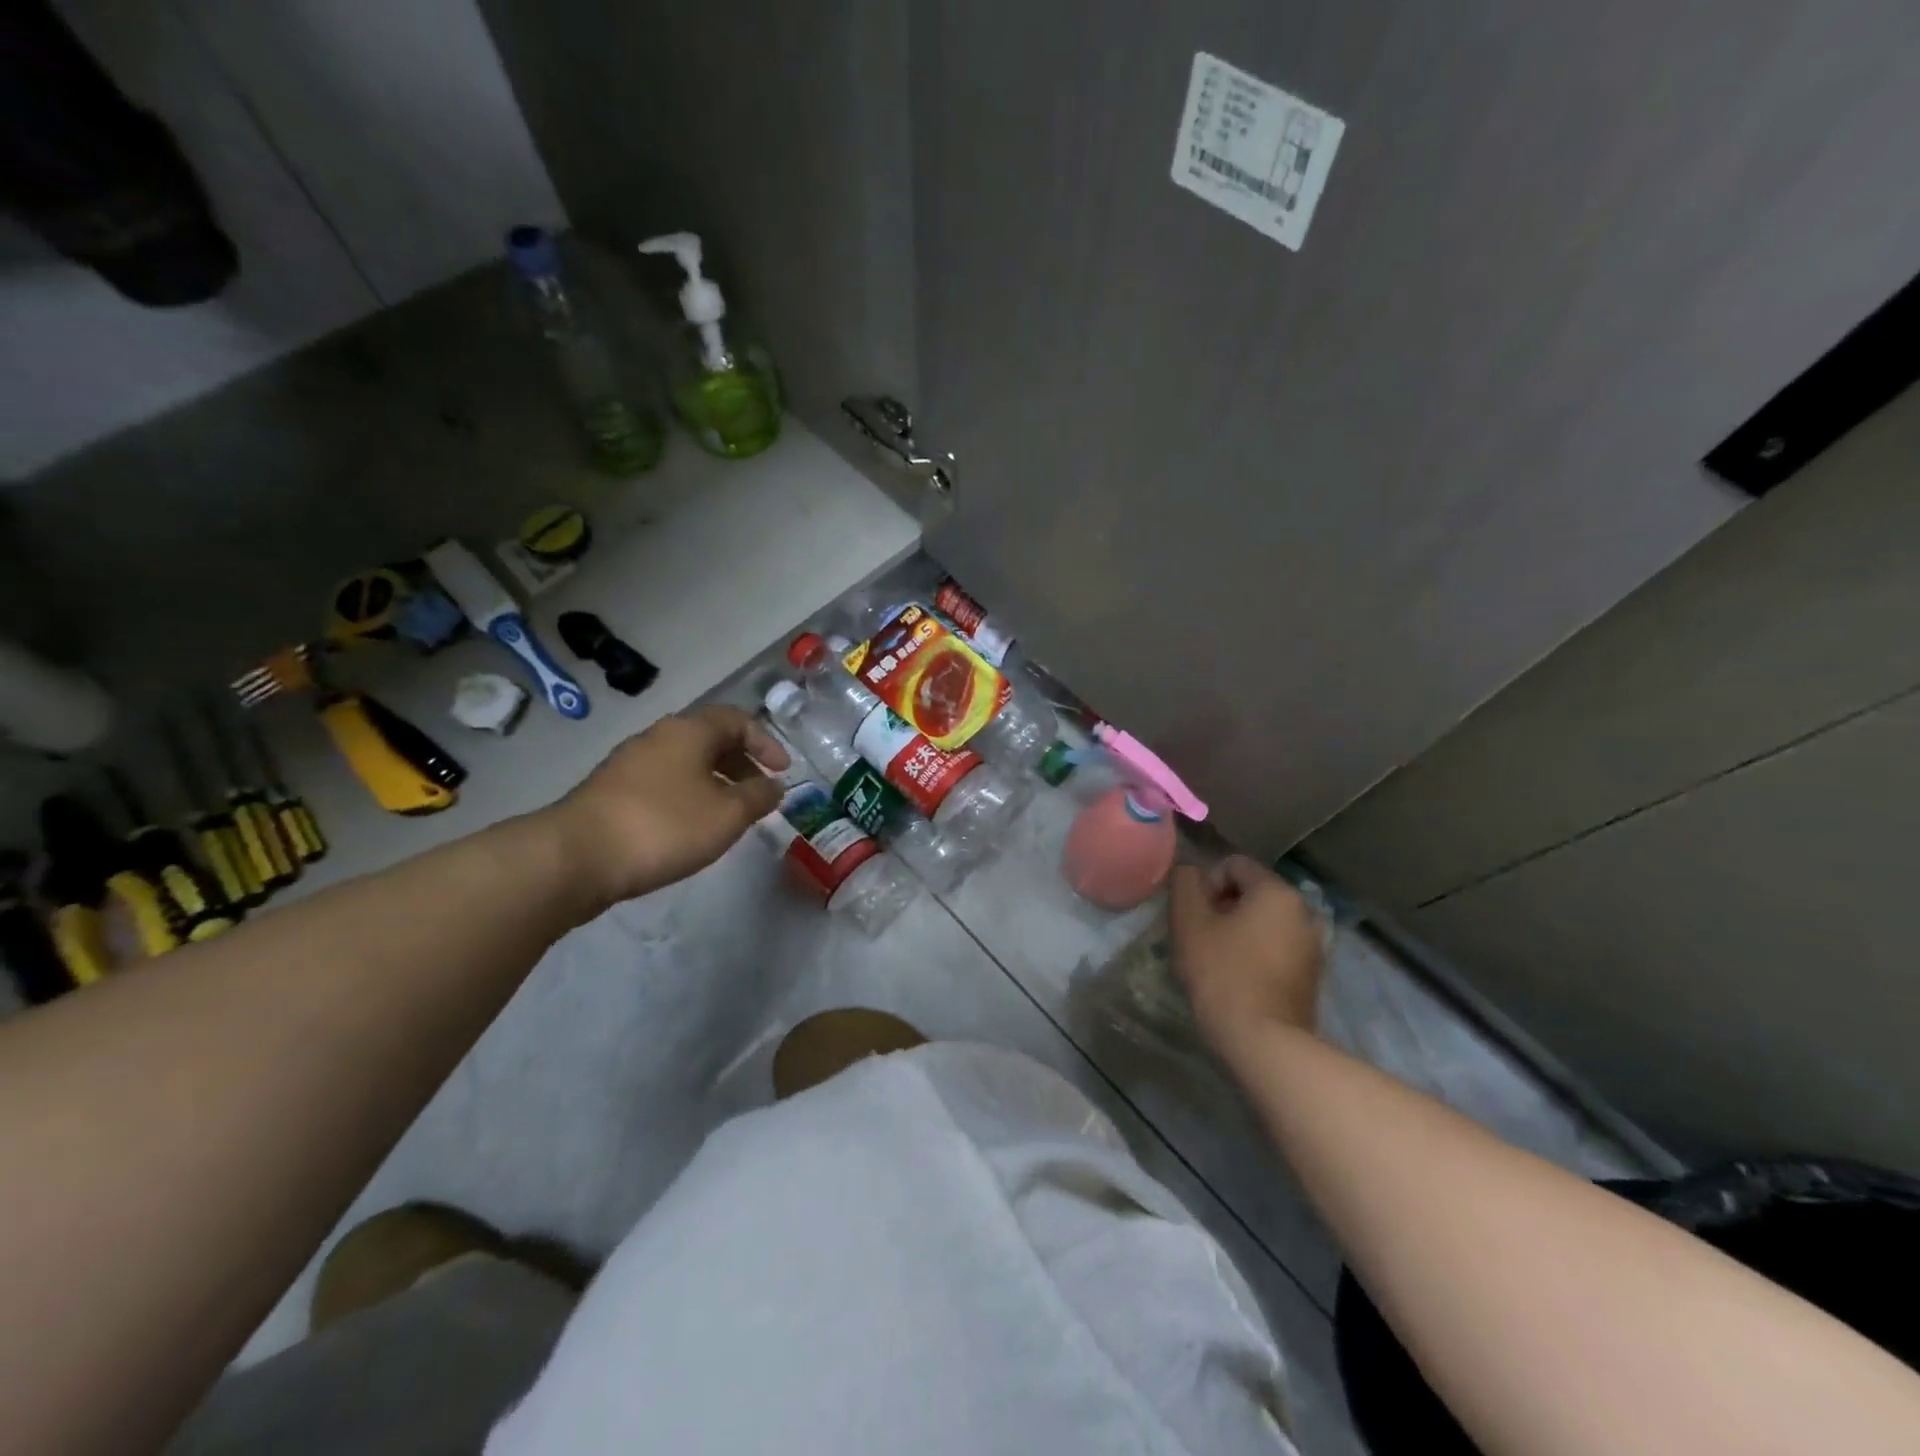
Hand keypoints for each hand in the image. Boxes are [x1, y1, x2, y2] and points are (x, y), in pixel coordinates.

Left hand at [551, 705, 788, 905]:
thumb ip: (759, 797)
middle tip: (759, 793)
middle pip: (709, 739)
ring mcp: (629, 764)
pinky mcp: (610, 792)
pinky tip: (690, 828)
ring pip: (685, 763)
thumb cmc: (664, 826)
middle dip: (741, 764)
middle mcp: (658, 737)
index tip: (783, 771)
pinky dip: (688, 796)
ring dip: (714, 782)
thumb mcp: (727, 814)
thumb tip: (774, 786)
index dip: (766, 742)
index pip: (737, 720)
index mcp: (688, 731)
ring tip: (728, 815)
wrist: (576, 856)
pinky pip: (663, 783)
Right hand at [1169, 856, 1325, 1061]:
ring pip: (1263, 923)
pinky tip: (1238, 981)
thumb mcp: (1188, 922)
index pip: (1234, 865)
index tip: (1194, 917)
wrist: (1264, 1043)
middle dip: (1222, 909)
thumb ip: (1185, 884)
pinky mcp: (1312, 976)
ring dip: (1238, 933)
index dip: (1206, 885)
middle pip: (1251, 893)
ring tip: (1217, 962)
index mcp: (1277, 891)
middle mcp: (1304, 911)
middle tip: (1200, 940)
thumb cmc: (1222, 974)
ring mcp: (1314, 946)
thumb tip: (1191, 872)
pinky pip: (1276, 949)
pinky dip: (1255, 955)